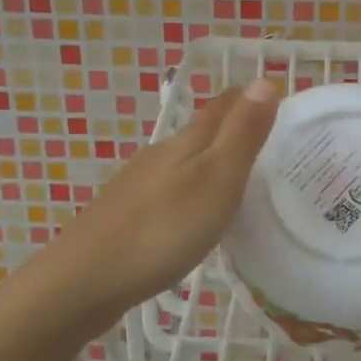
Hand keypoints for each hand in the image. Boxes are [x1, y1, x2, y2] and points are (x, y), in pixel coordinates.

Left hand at [37, 79, 279, 316]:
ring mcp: (137, 185)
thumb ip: (241, 134)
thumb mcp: (216, 180)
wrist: (83, 281)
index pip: (221, 107)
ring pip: (181, 161)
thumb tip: (264, 79)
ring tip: (236, 175)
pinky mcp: (125, 215)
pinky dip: (189, 190)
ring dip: (209, 161)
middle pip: (200, 131)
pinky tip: (192, 212)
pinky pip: (167, 190)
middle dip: (231, 128)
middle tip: (266, 137)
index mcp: (184, 142)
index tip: (276, 96)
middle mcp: (159, 155)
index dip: (248, 99)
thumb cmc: (162, 229)